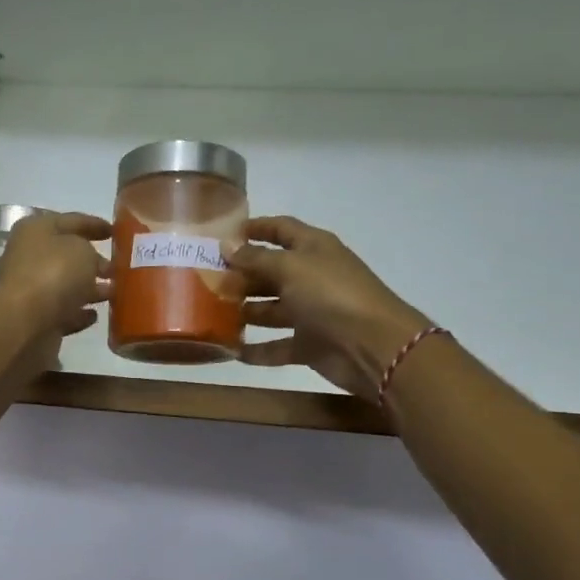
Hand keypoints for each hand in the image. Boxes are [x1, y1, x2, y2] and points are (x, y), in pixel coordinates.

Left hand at [0, 211, 112, 345]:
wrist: (24, 323)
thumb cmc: (53, 274)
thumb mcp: (82, 251)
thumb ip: (92, 253)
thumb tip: (94, 265)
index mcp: (35, 230)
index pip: (70, 221)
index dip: (94, 224)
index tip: (116, 232)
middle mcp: (27, 257)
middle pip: (65, 255)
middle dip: (92, 261)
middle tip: (118, 267)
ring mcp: (29, 290)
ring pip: (64, 285)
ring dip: (88, 288)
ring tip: (114, 292)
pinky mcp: (34, 318)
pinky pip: (61, 312)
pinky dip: (77, 313)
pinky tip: (95, 315)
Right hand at [231, 216, 431, 400]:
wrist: (372, 345)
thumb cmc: (331, 295)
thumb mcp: (290, 268)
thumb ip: (256, 259)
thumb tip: (227, 246)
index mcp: (313, 249)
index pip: (281, 230)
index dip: (255, 229)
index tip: (223, 235)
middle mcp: (312, 277)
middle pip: (271, 272)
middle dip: (242, 275)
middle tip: (207, 281)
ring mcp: (311, 313)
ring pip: (271, 309)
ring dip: (245, 312)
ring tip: (213, 314)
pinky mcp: (309, 344)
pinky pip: (277, 346)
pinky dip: (256, 349)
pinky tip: (231, 351)